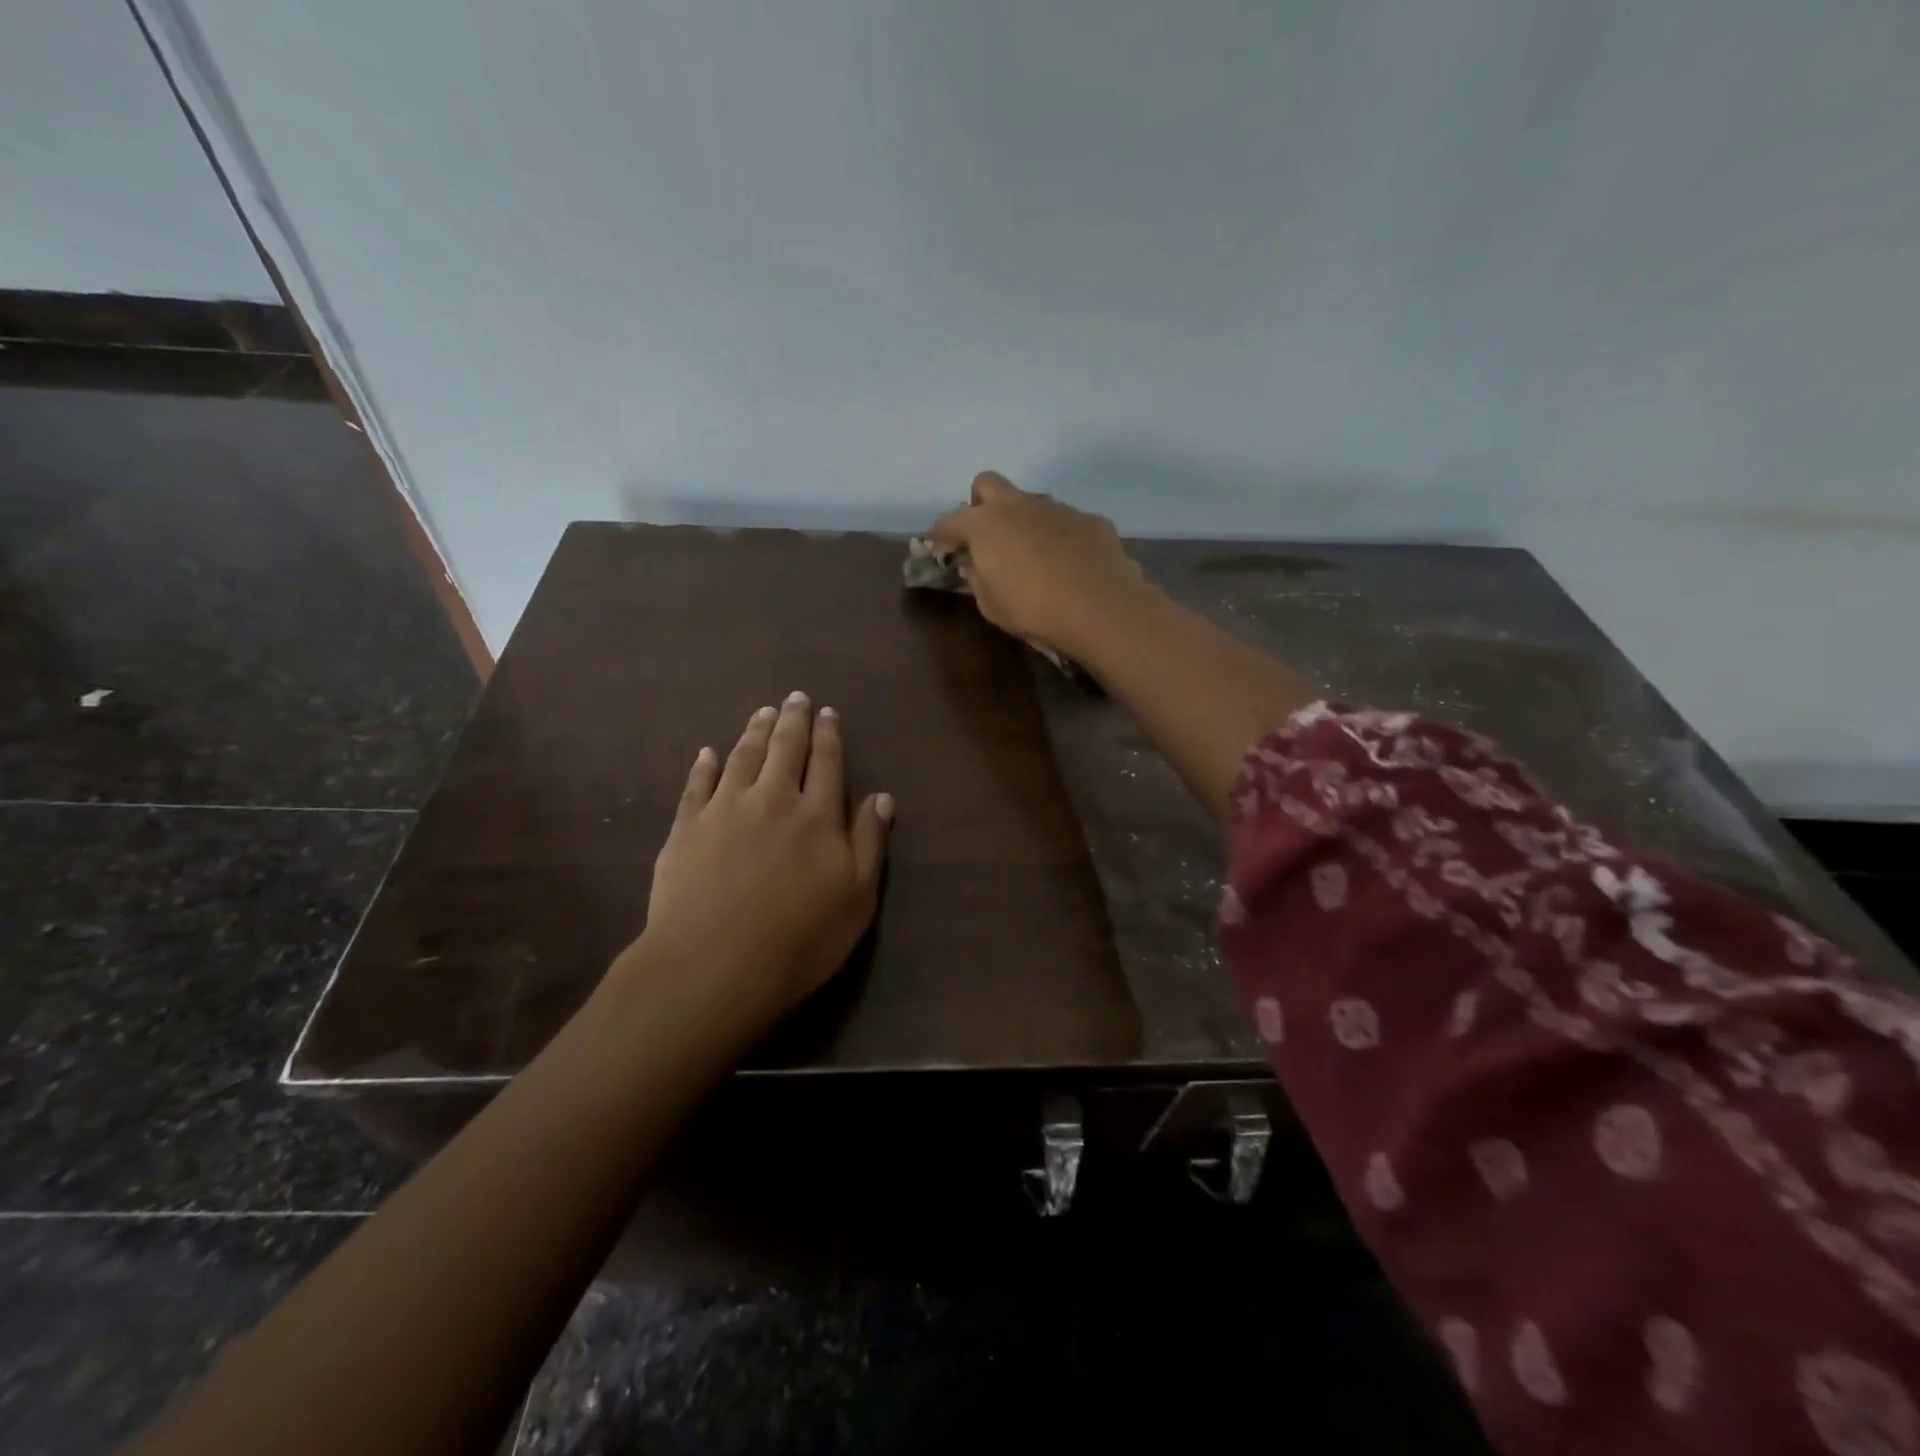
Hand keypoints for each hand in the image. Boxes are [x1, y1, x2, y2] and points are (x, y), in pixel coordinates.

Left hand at [628, 692, 891, 1029]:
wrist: (714, 965)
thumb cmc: (800, 939)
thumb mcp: (857, 898)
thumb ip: (870, 843)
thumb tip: (882, 796)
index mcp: (818, 815)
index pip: (827, 762)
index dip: (828, 734)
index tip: (827, 712)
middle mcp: (773, 799)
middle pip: (784, 748)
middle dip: (792, 720)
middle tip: (795, 697)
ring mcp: (725, 810)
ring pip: (743, 757)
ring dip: (754, 731)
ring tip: (762, 712)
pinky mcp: (686, 828)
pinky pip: (697, 785)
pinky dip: (704, 765)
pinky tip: (708, 753)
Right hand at [927, 472, 1144, 657]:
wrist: (1099, 607)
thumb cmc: (1033, 609)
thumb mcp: (991, 605)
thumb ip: (978, 579)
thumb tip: (977, 565)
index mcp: (985, 524)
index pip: (949, 521)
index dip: (939, 533)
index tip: (937, 544)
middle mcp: (1019, 505)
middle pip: (987, 483)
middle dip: (980, 504)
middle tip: (986, 535)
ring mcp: (1057, 508)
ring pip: (1030, 502)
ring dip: (1024, 521)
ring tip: (1033, 556)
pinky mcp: (1089, 519)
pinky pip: (1065, 521)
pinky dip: (1059, 537)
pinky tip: (1069, 564)